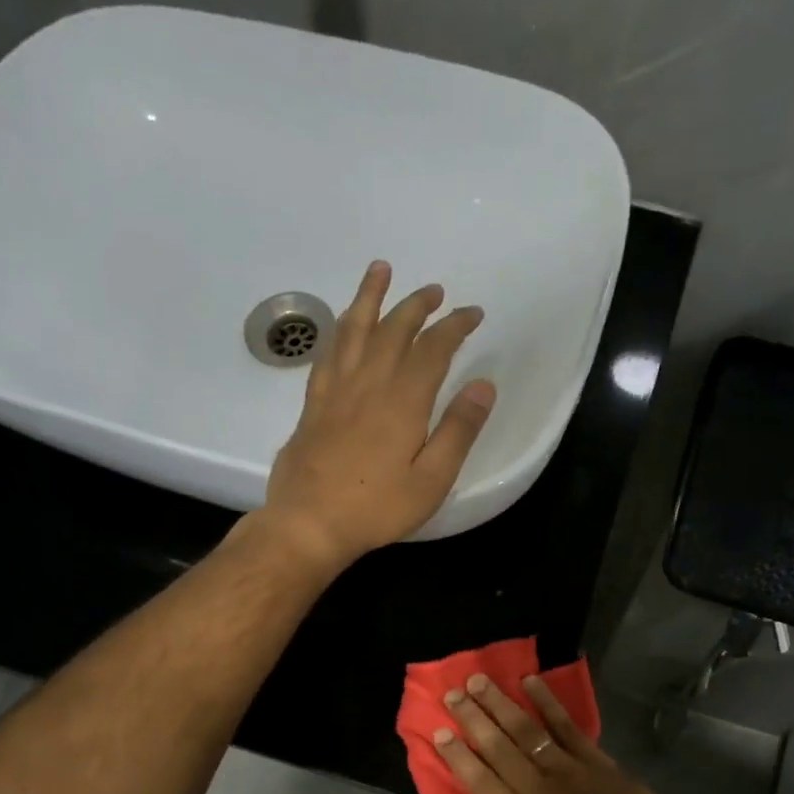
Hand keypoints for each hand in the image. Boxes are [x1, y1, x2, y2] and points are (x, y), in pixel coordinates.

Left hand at [258, 261, 494, 573]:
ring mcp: (336, 391)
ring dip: (370, 297)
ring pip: (354, 330)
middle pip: (393, 330)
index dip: (455, 326)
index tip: (472, 313)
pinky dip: (338, 330)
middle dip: (417, 305)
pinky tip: (341, 324)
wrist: (309, 523)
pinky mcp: (313, 405)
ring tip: (380, 270)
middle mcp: (368, 384)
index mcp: (403, 401)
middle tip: (434, 290)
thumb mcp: (432, 479)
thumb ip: (458, 430)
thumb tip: (483, 385)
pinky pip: (327, 354)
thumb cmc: (377, 507)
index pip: (433, 349)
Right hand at [430, 672, 705, 793]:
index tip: (438, 732)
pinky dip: (547, 702)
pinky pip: (565, 724)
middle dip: (471, 718)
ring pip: (525, 730)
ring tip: (477, 681)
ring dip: (499, 703)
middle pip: (497, 747)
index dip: (457, 757)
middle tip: (451, 693)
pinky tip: (530, 682)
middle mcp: (537, 788)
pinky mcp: (593, 757)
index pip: (480, 783)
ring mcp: (567, 768)